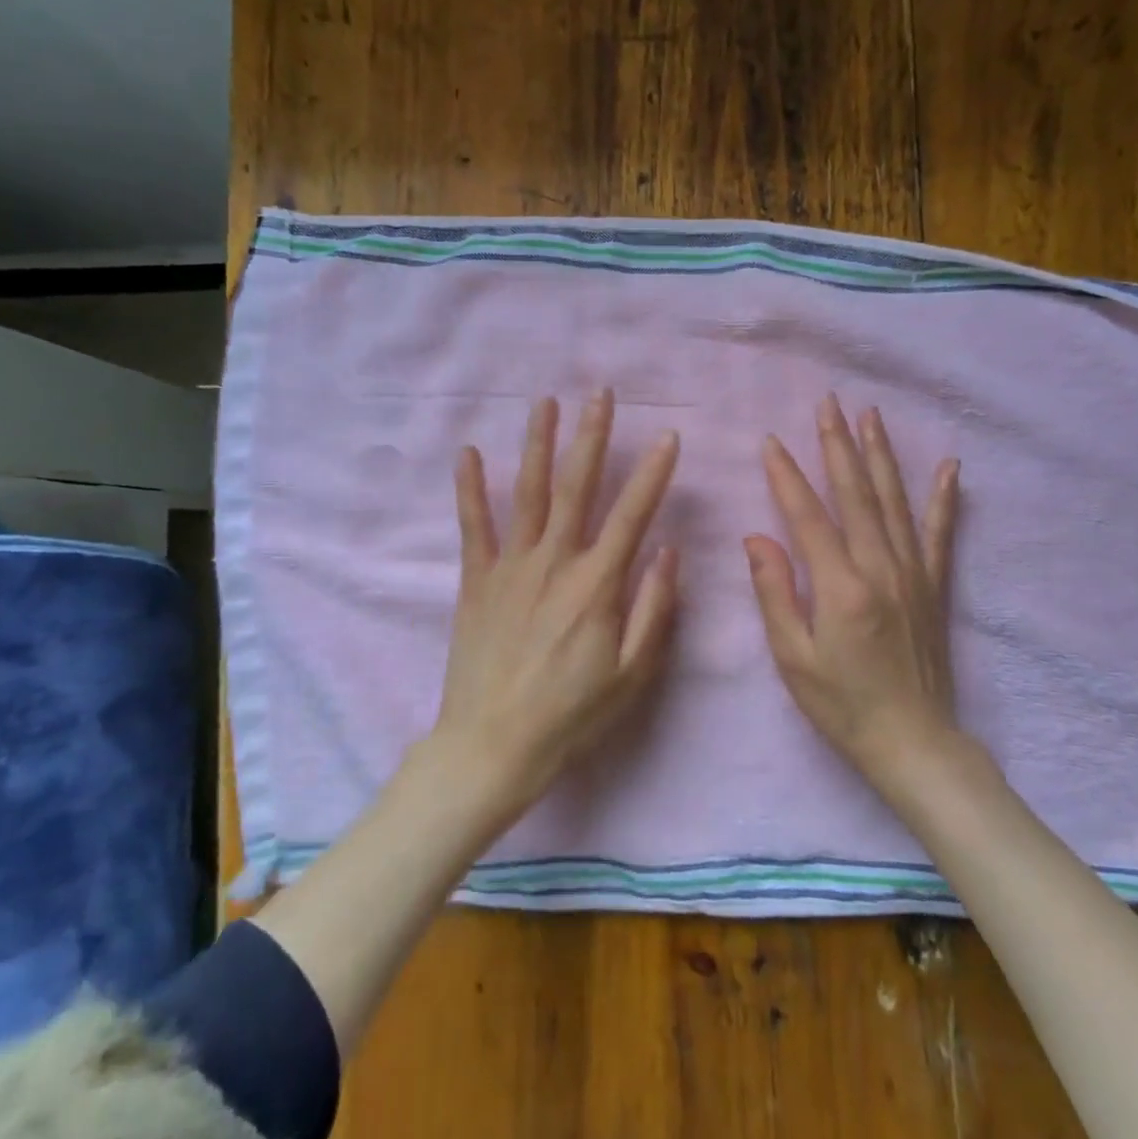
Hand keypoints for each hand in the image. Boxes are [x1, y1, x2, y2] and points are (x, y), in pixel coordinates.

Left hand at [436, 390, 680, 813]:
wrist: (493, 745)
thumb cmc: (571, 714)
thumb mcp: (631, 674)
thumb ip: (653, 609)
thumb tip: (668, 551)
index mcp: (597, 585)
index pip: (632, 515)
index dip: (653, 474)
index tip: (668, 436)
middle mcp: (554, 562)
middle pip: (576, 487)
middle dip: (592, 436)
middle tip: (601, 393)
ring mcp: (510, 567)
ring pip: (527, 493)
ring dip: (537, 444)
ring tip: (545, 402)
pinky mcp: (475, 581)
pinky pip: (472, 527)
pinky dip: (470, 489)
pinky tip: (468, 452)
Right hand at [745, 395, 961, 781]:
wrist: (914, 742)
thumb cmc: (842, 705)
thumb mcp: (793, 658)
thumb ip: (775, 593)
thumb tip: (757, 538)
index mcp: (840, 586)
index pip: (807, 516)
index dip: (786, 476)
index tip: (771, 441)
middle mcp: (881, 568)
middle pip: (856, 494)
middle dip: (838, 444)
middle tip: (828, 403)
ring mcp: (913, 573)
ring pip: (894, 501)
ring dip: (880, 455)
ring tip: (871, 415)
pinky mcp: (935, 585)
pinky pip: (940, 532)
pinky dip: (944, 498)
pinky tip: (950, 466)